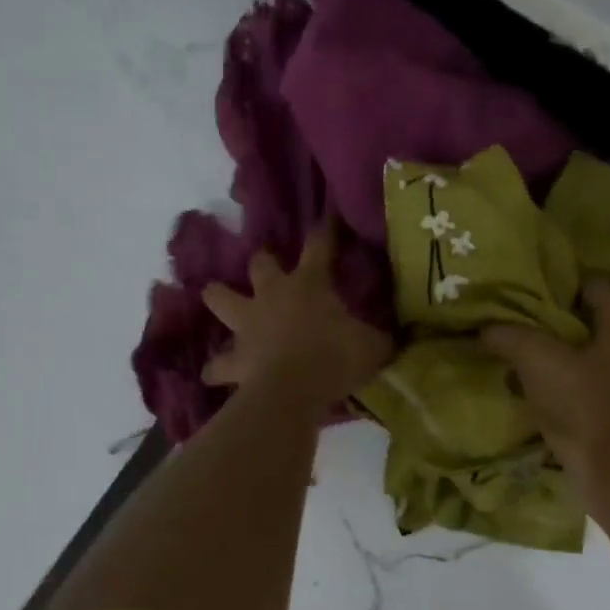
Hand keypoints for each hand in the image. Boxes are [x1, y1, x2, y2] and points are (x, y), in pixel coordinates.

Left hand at [202, 223, 392, 411]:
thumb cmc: (335, 357)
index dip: (325, 232)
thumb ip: (380, 337)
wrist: (293, 390)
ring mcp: (248, 325)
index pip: (319, 247)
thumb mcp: (373, 346)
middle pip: (260, 264)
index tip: (327, 219)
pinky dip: (216, 369)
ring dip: (218, 297)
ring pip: (221, 299)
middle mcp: (273, 295)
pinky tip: (212, 376)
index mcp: (309, 284)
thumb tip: (397, 335)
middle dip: (263, 261)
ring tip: (214, 295)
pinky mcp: (234, 359)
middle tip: (266, 263)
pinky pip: (218, 365)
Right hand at [481, 280, 609, 492]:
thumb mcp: (537, 360)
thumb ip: (510, 336)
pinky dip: (559, 379)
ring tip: (519, 350)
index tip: (532, 285)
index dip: (564, 281)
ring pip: (584, 353)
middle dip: (554, 318)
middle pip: (589, 320)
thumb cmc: (580, 404)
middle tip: (519, 316)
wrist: (609, 470)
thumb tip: (487, 329)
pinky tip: (532, 385)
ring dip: (555, 351)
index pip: (596, 286)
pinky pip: (582, 382)